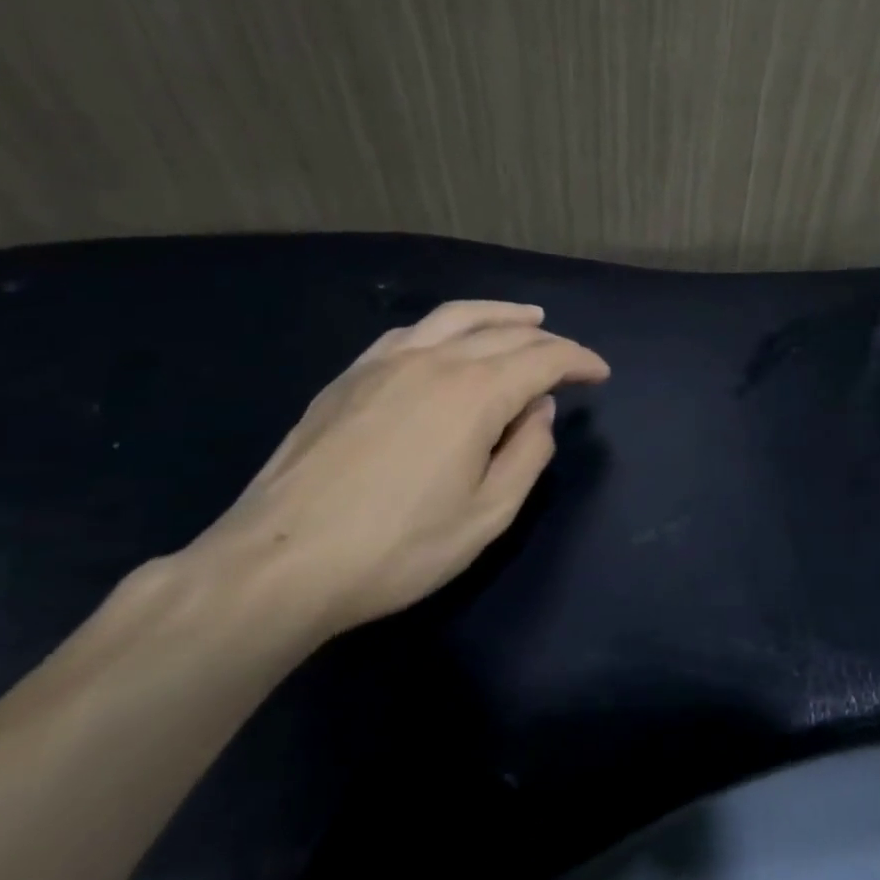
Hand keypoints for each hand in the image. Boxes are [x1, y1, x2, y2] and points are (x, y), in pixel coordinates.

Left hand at [192, 300, 608, 639]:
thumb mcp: (487, 515)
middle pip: (505, 334)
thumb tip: (540, 411)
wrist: (278, 565)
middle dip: (548, 342)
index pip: (543, 360)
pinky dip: (446, 326)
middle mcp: (435, 361)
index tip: (600, 373)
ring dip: (500, 314)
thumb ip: (527, 455)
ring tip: (527, 318)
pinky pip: (410, 332)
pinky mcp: (349, 377)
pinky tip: (450, 338)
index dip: (578, 361)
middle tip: (570, 359)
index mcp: (475, 393)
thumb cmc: (397, 548)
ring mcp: (386, 363)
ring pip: (456, 317)